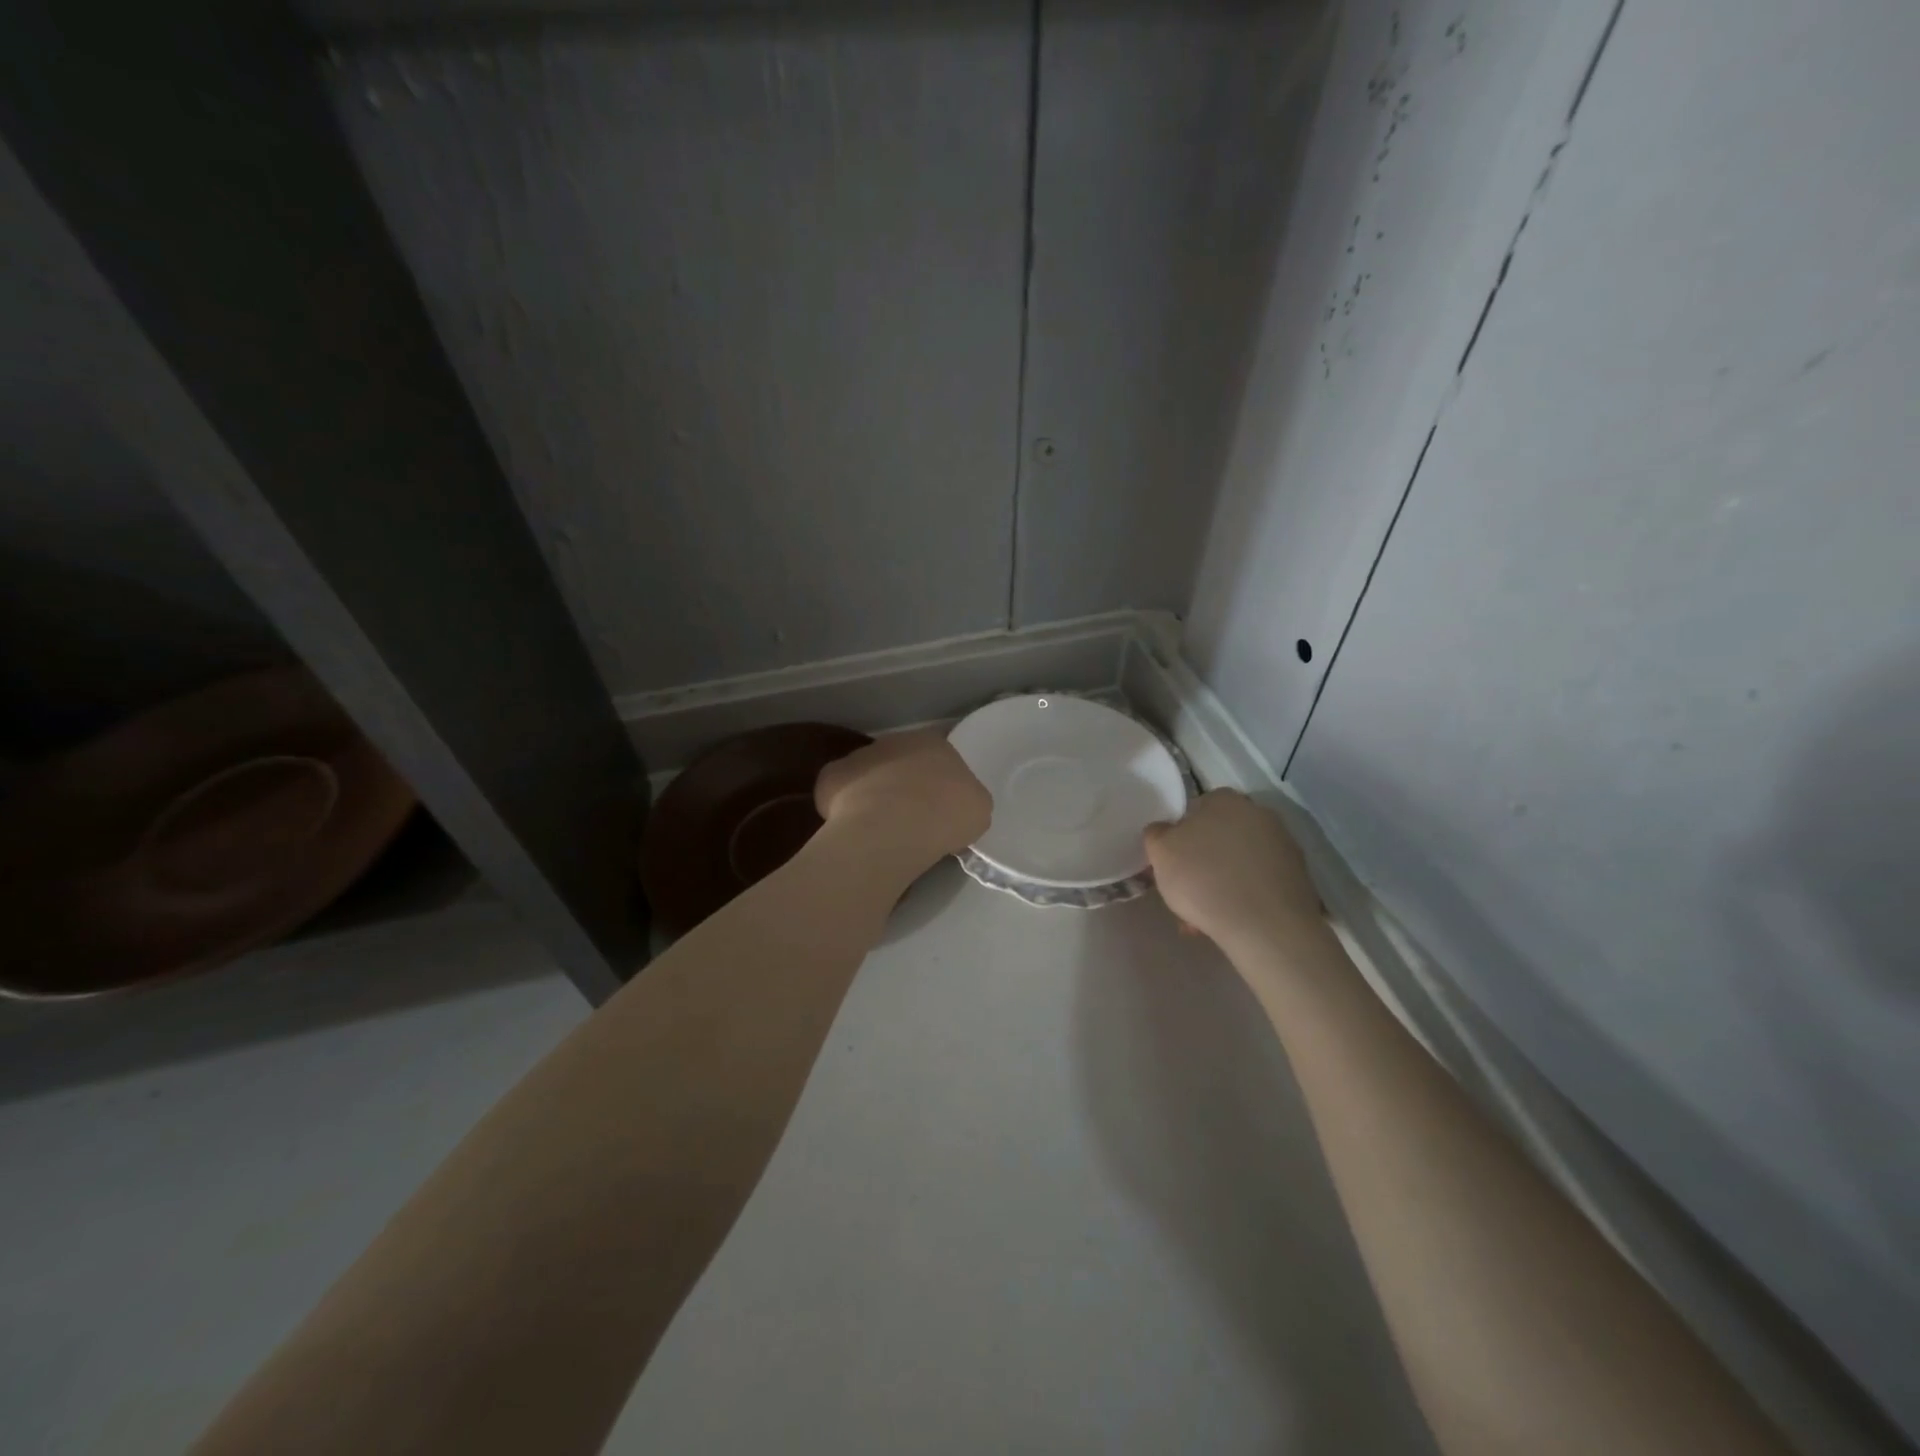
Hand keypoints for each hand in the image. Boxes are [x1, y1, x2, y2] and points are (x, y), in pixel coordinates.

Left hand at [815, 729, 991, 868]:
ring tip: (879, 827)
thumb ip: (965, 798)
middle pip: (900, 762)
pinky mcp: (831, 776)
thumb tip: (953, 805)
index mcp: (935, 743)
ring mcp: (860, 756)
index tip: (938, 807)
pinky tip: (853, 828)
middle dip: (903, 784)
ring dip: (872, 793)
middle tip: (908, 818)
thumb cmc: (945, 814)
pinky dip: (843, 807)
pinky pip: (840, 792)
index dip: (938, 782)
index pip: (938, 757)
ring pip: (868, 775)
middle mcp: (895, 741)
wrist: (893, 825)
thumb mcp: (977, 809)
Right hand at [1145, 790, 1322, 951]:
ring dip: (1221, 883)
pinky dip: (1244, 897)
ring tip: (1205, 918)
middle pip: (1218, 837)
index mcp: (1225, 799)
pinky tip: (1231, 922)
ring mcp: (1284, 845)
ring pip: (1238, 863)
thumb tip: (1165, 831)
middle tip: (1185, 894)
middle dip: (1201, 863)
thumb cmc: (1204, 879)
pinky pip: (1259, 883)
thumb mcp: (1160, 852)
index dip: (1178, 839)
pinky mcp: (1299, 876)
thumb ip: (1157, 834)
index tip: (1171, 865)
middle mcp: (1259, 813)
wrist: (1266, 927)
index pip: (1194, 811)